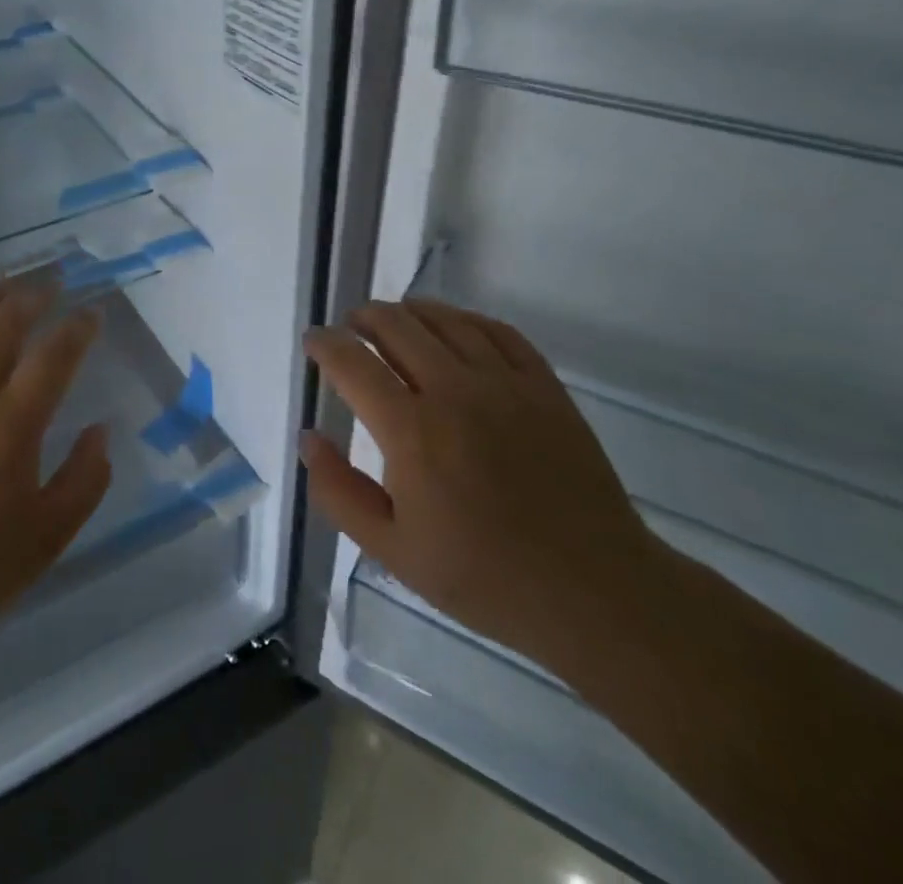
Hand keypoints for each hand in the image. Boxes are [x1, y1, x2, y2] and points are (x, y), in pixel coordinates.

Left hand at [0, 284, 111, 667]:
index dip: (78, 328)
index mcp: (11, 424)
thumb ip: (84, 480)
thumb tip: (100, 431)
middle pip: (2, 325)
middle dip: (31, 297)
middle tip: (50, 284)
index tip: (93, 314)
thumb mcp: (47, 538)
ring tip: (3, 290)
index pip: (55, 356)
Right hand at [302, 299, 663, 673]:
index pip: (353, 363)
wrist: (593, 592)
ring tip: (394, 318)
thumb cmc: (484, 577)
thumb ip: (339, 492)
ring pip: (446, 320)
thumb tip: (308, 438)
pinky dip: (465, 319)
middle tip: (351, 328)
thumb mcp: (393, 551)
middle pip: (397, 327)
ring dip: (409, 311)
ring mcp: (505, 383)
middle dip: (364, 319)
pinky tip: (455, 327)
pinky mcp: (544, 386)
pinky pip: (498, 331)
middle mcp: (454, 391)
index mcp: (412, 431)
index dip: (326, 344)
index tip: (313, 340)